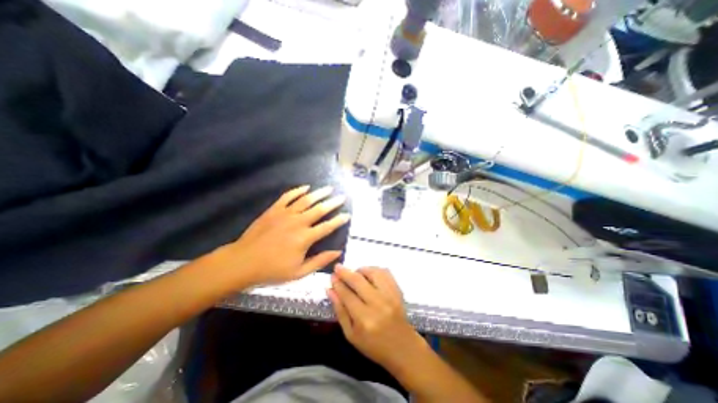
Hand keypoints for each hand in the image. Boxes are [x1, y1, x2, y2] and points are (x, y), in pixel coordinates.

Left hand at [215, 185, 350, 289]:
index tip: (348, 214)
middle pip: (320, 209)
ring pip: (306, 199)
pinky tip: (306, 187)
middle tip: (342, 197)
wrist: (242, 262)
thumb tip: (338, 252)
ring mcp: (285, 214)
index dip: (339, 220)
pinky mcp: (274, 210)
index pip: (327, 226)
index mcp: (305, 238)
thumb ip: (320, 261)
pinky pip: (288, 196)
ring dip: (319, 193)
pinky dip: (298, 190)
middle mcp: (298, 222)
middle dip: (333, 202)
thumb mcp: (299, 272)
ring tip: (329, 188)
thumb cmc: (272, 270)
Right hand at [328, 264, 423, 370]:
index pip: (347, 294)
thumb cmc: (373, 345)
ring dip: (360, 270)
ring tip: (355, 274)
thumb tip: (330, 290)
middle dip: (345, 272)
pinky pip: (385, 272)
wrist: (402, 347)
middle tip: (338, 268)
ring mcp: (390, 295)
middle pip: (358, 280)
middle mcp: (378, 304)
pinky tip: (369, 275)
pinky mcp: (398, 290)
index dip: (338, 283)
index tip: (332, 276)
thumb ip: (340, 311)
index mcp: (364, 319)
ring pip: (372, 272)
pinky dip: (374, 270)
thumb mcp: (351, 335)